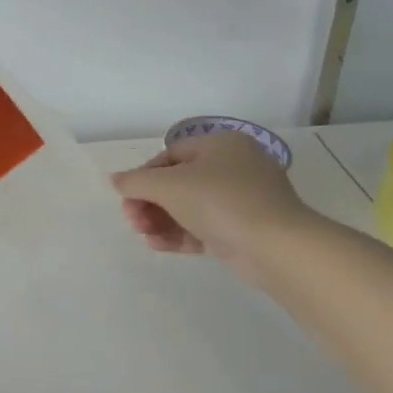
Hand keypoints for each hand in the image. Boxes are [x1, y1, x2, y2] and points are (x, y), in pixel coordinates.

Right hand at [112, 131, 314, 273]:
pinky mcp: (246, 230)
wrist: (276, 247)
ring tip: (144, 235)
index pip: (171, 154)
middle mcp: (235, 167)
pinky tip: (158, 245)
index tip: (128, 196)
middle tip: (133, 220)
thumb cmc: (219, 201)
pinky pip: (206, 227)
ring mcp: (244, 200)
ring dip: (162, 220)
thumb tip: (116, 180)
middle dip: (151, 202)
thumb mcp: (168, 186)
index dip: (145, 175)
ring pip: (191, 207)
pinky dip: (181, 234)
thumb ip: (135, 181)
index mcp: (221, 145)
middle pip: (179, 183)